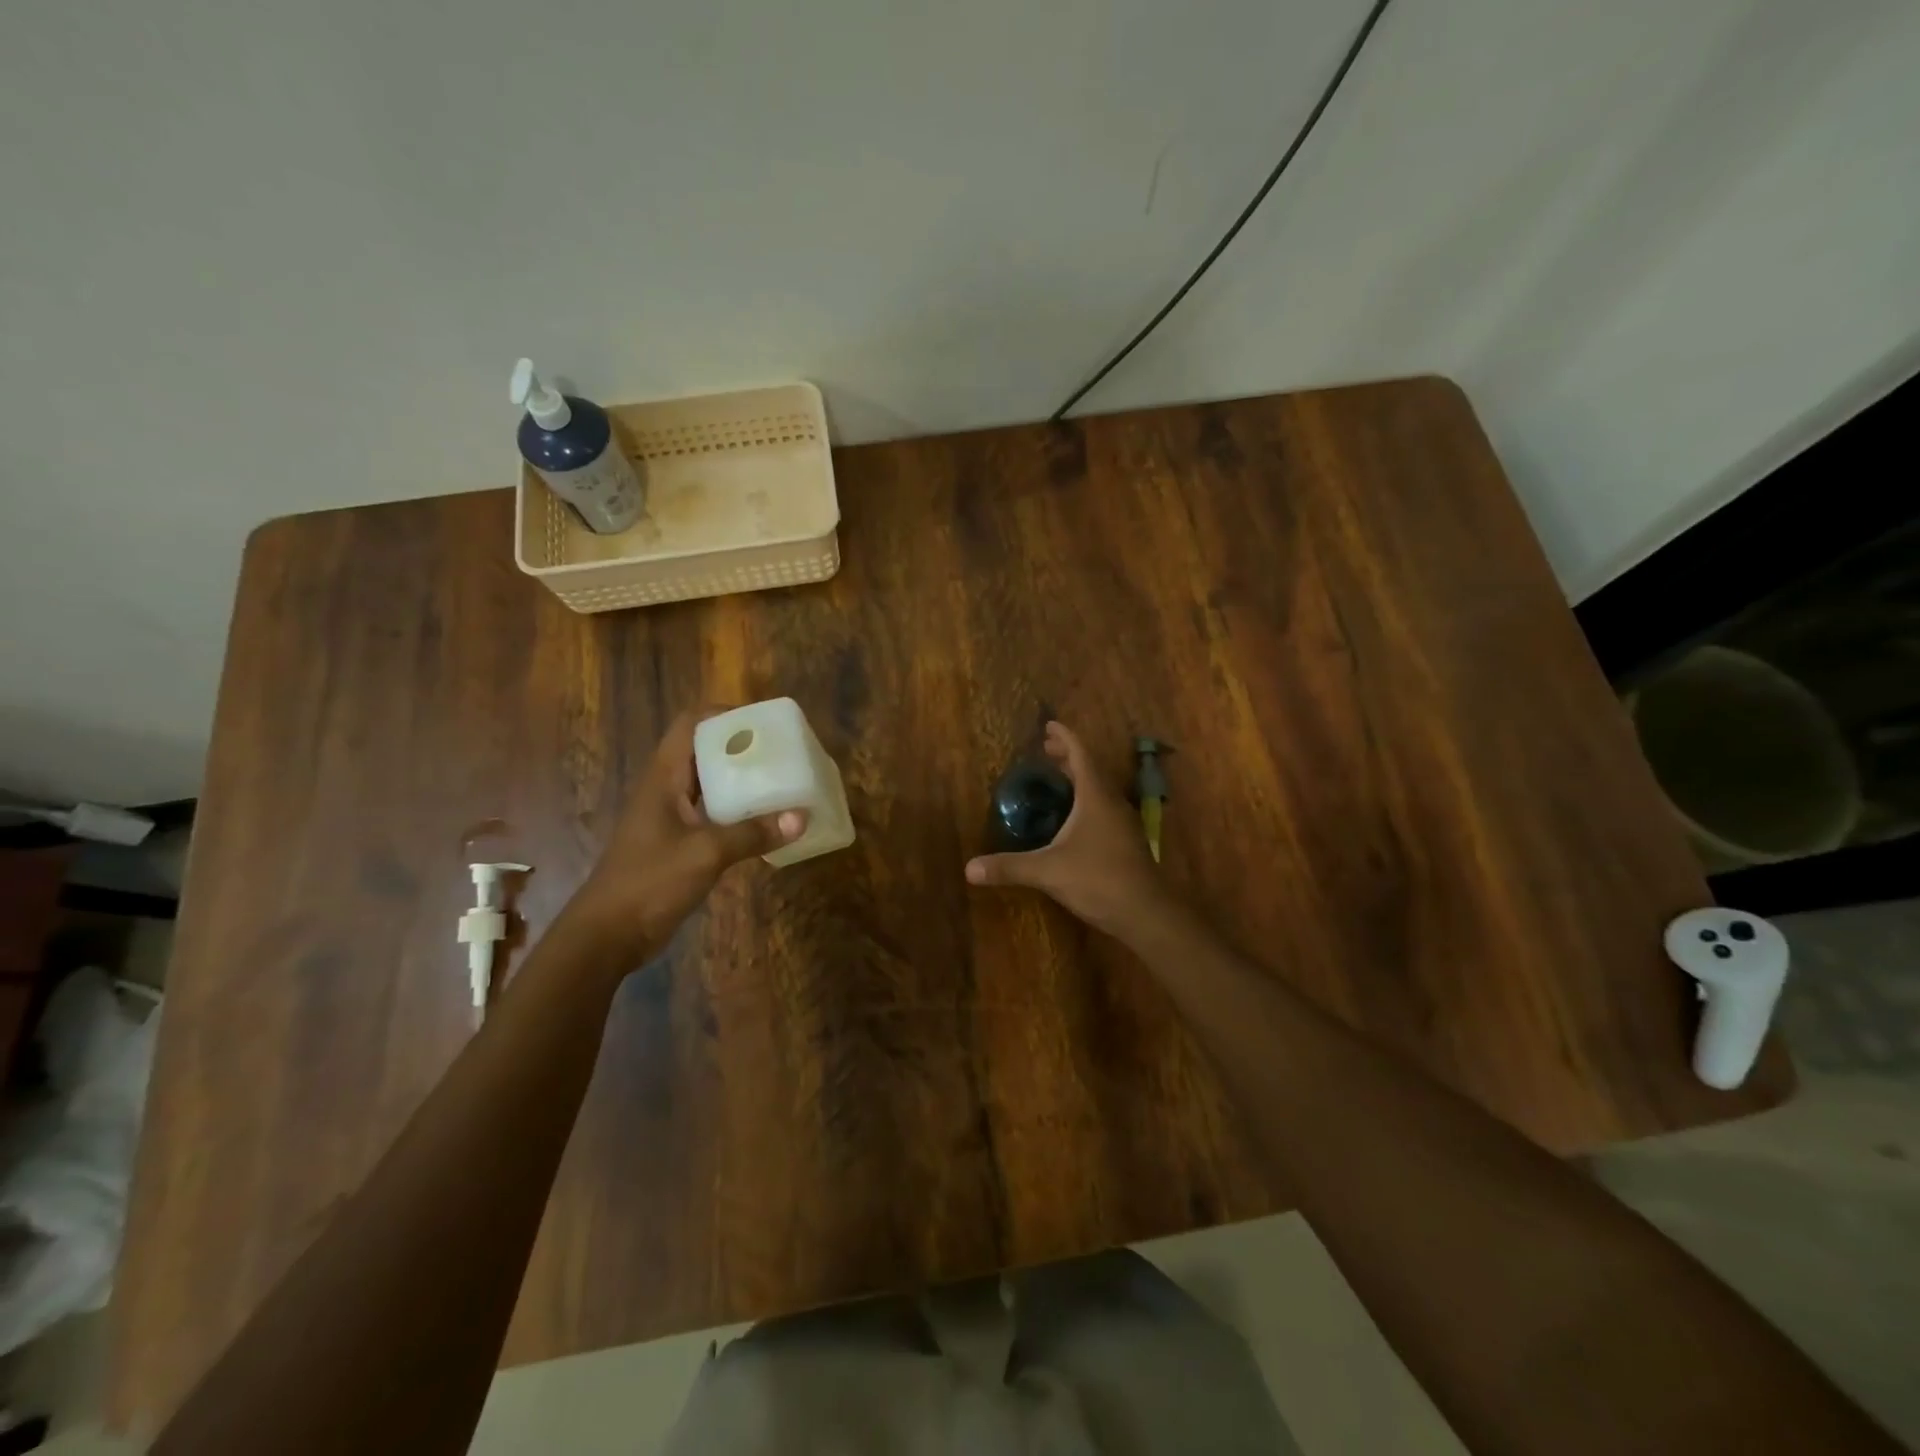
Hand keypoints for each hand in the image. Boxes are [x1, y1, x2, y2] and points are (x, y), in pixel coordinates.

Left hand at [566, 707, 804, 959]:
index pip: (690, 725)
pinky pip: (714, 815)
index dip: (724, 715)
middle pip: (705, 752)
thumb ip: (753, 833)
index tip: (763, 722)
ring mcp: (672, 818)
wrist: (608, 935)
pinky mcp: (679, 844)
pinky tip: (768, 822)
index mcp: (664, 778)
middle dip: (743, 748)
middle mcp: (667, 790)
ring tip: (783, 780)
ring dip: (743, 782)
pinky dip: (740, 813)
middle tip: (783, 752)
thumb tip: (802, 816)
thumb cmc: (649, 881)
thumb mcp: (706, 853)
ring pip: (712, 785)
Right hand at [965, 722, 1169, 935]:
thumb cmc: (1098, 879)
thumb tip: (968, 869)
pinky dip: (1086, 800)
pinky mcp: (1126, 842)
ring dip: (1079, 778)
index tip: (1049, 726)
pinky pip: (1104, 808)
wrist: (1146, 913)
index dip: (1065, 738)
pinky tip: (1074, 818)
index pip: (1080, 755)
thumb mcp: (1048, 871)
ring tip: (1058, 777)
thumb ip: (1009, 867)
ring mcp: (1123, 823)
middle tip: (1047, 749)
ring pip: (1100, 789)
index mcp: (1095, 797)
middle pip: (1090, 769)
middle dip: (1068, 756)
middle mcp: (1111, 803)